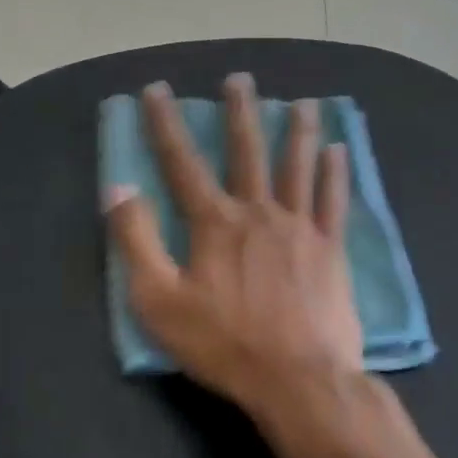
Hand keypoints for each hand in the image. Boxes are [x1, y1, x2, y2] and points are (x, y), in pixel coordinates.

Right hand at [104, 74, 362, 426]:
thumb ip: (137, 241)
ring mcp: (300, 227)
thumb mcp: (159, 301)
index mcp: (215, 223)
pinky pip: (334, 201)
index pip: (182, 162)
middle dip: (240, 112)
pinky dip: (336, 174)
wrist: (298, 379)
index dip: (166, 124)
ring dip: (298, 130)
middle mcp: (259, 212)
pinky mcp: (331, 249)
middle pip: (247, 151)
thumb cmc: (223, 344)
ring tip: (303, 101)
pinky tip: (339, 151)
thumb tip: (118, 188)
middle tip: (240, 79)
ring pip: (298, 166)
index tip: (157, 90)